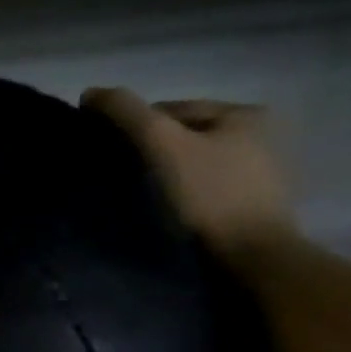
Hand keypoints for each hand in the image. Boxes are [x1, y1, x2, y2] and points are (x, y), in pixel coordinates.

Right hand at [82, 87, 298, 263]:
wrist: (253, 258)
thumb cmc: (211, 195)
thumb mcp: (163, 145)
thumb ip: (127, 113)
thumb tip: (90, 93)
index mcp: (244, 113)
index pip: (172, 110)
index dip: (135, 127)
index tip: (108, 152)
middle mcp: (260, 136)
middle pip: (184, 138)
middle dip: (153, 153)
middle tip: (122, 177)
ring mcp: (259, 174)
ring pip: (193, 166)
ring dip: (166, 177)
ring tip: (139, 198)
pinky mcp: (252, 207)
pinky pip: (204, 191)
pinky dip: (183, 198)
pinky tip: (166, 213)